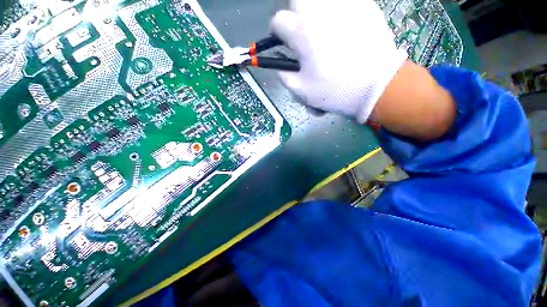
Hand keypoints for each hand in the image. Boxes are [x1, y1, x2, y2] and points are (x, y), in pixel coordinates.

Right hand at [270, 0, 407, 122]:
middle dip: (294, 13)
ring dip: (314, 10)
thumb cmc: (335, 91)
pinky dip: (337, 10)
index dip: (276, 32)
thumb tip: (280, 67)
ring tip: (319, 28)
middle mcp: (320, 12)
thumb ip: (285, 77)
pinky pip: (343, 2)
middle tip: (301, 30)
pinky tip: (340, 26)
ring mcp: (344, 5)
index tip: (281, 41)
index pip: (278, 21)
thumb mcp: (302, 91)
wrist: (376, 85)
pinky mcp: (364, 5)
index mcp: (302, 33)